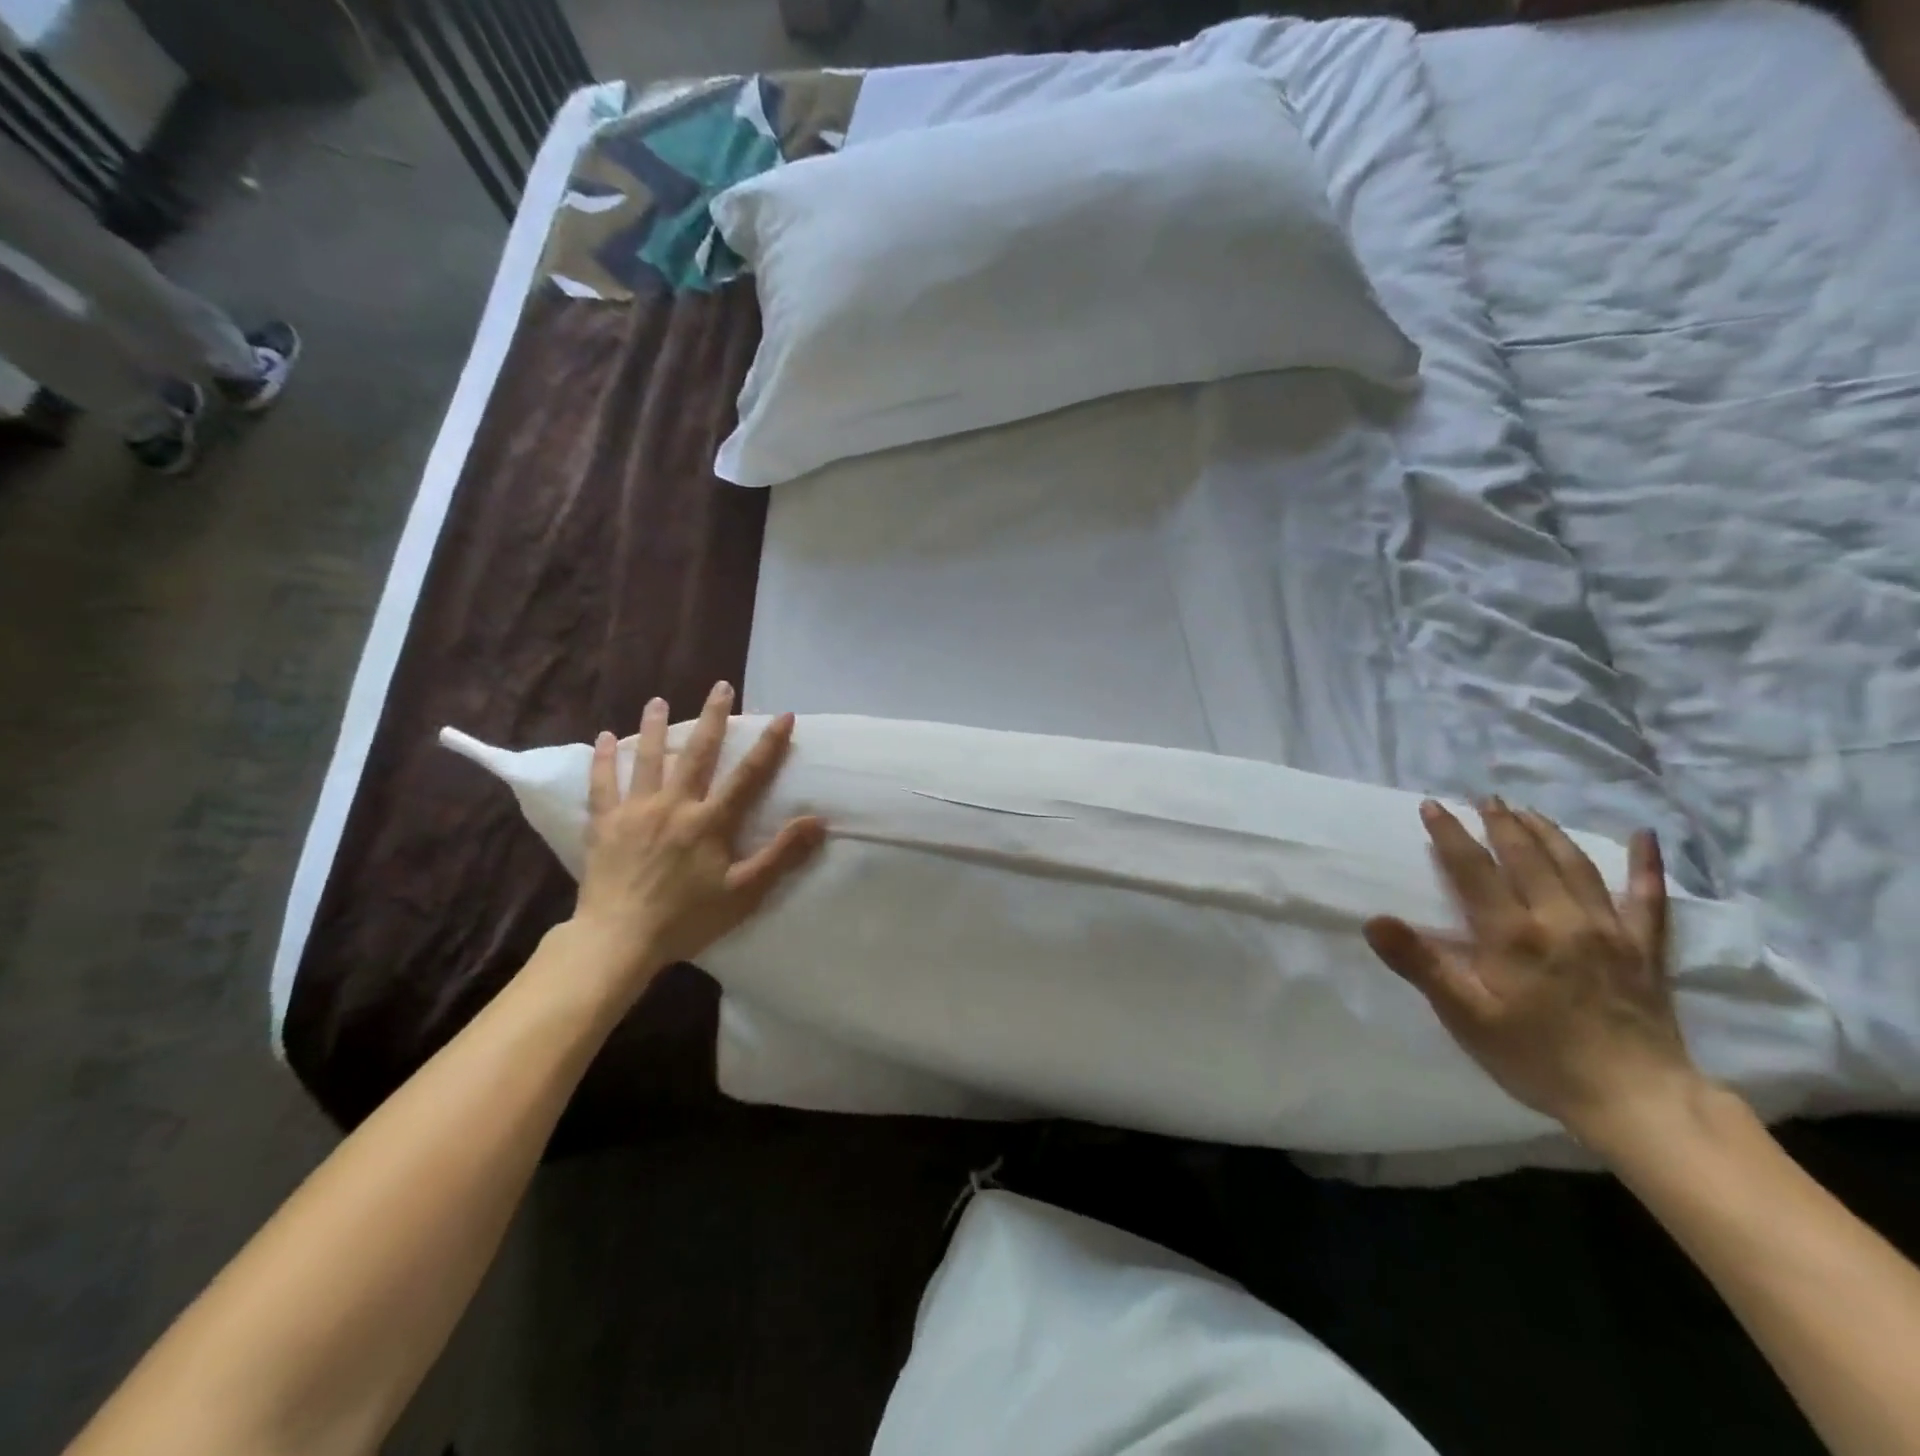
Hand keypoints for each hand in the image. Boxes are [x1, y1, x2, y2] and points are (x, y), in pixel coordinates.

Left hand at [568, 681, 825, 998]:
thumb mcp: (744, 892)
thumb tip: (818, 821)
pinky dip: (604, 760)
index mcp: (709, 822)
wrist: (618, 939)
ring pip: (647, 759)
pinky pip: (603, 784)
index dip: (769, 745)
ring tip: (657, 701)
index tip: (784, 716)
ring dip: (653, 727)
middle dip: (712, 718)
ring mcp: (635, 811)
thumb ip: (781, 855)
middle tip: (720, 686)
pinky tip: (603, 738)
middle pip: (697, 753)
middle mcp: (673, 805)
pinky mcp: (605, 824)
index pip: (747, 775)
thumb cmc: (687, 918)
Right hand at [1362, 798, 1702, 1143]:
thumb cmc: (1538, 1058)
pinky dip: (1646, 864)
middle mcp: (1560, 918)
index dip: (1450, 834)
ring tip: (1528, 811)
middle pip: (1526, 856)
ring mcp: (1609, 930)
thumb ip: (1421, 964)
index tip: (1433, 806)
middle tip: (1483, 798)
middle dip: (1501, 822)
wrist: (1638, 1102)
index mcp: (1512, 933)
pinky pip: (1648, 898)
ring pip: (1577, 865)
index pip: (1473, 869)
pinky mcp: (1646, 950)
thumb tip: (1374, 919)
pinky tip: (1646, 836)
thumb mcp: (1466, 1016)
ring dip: (1548, 832)